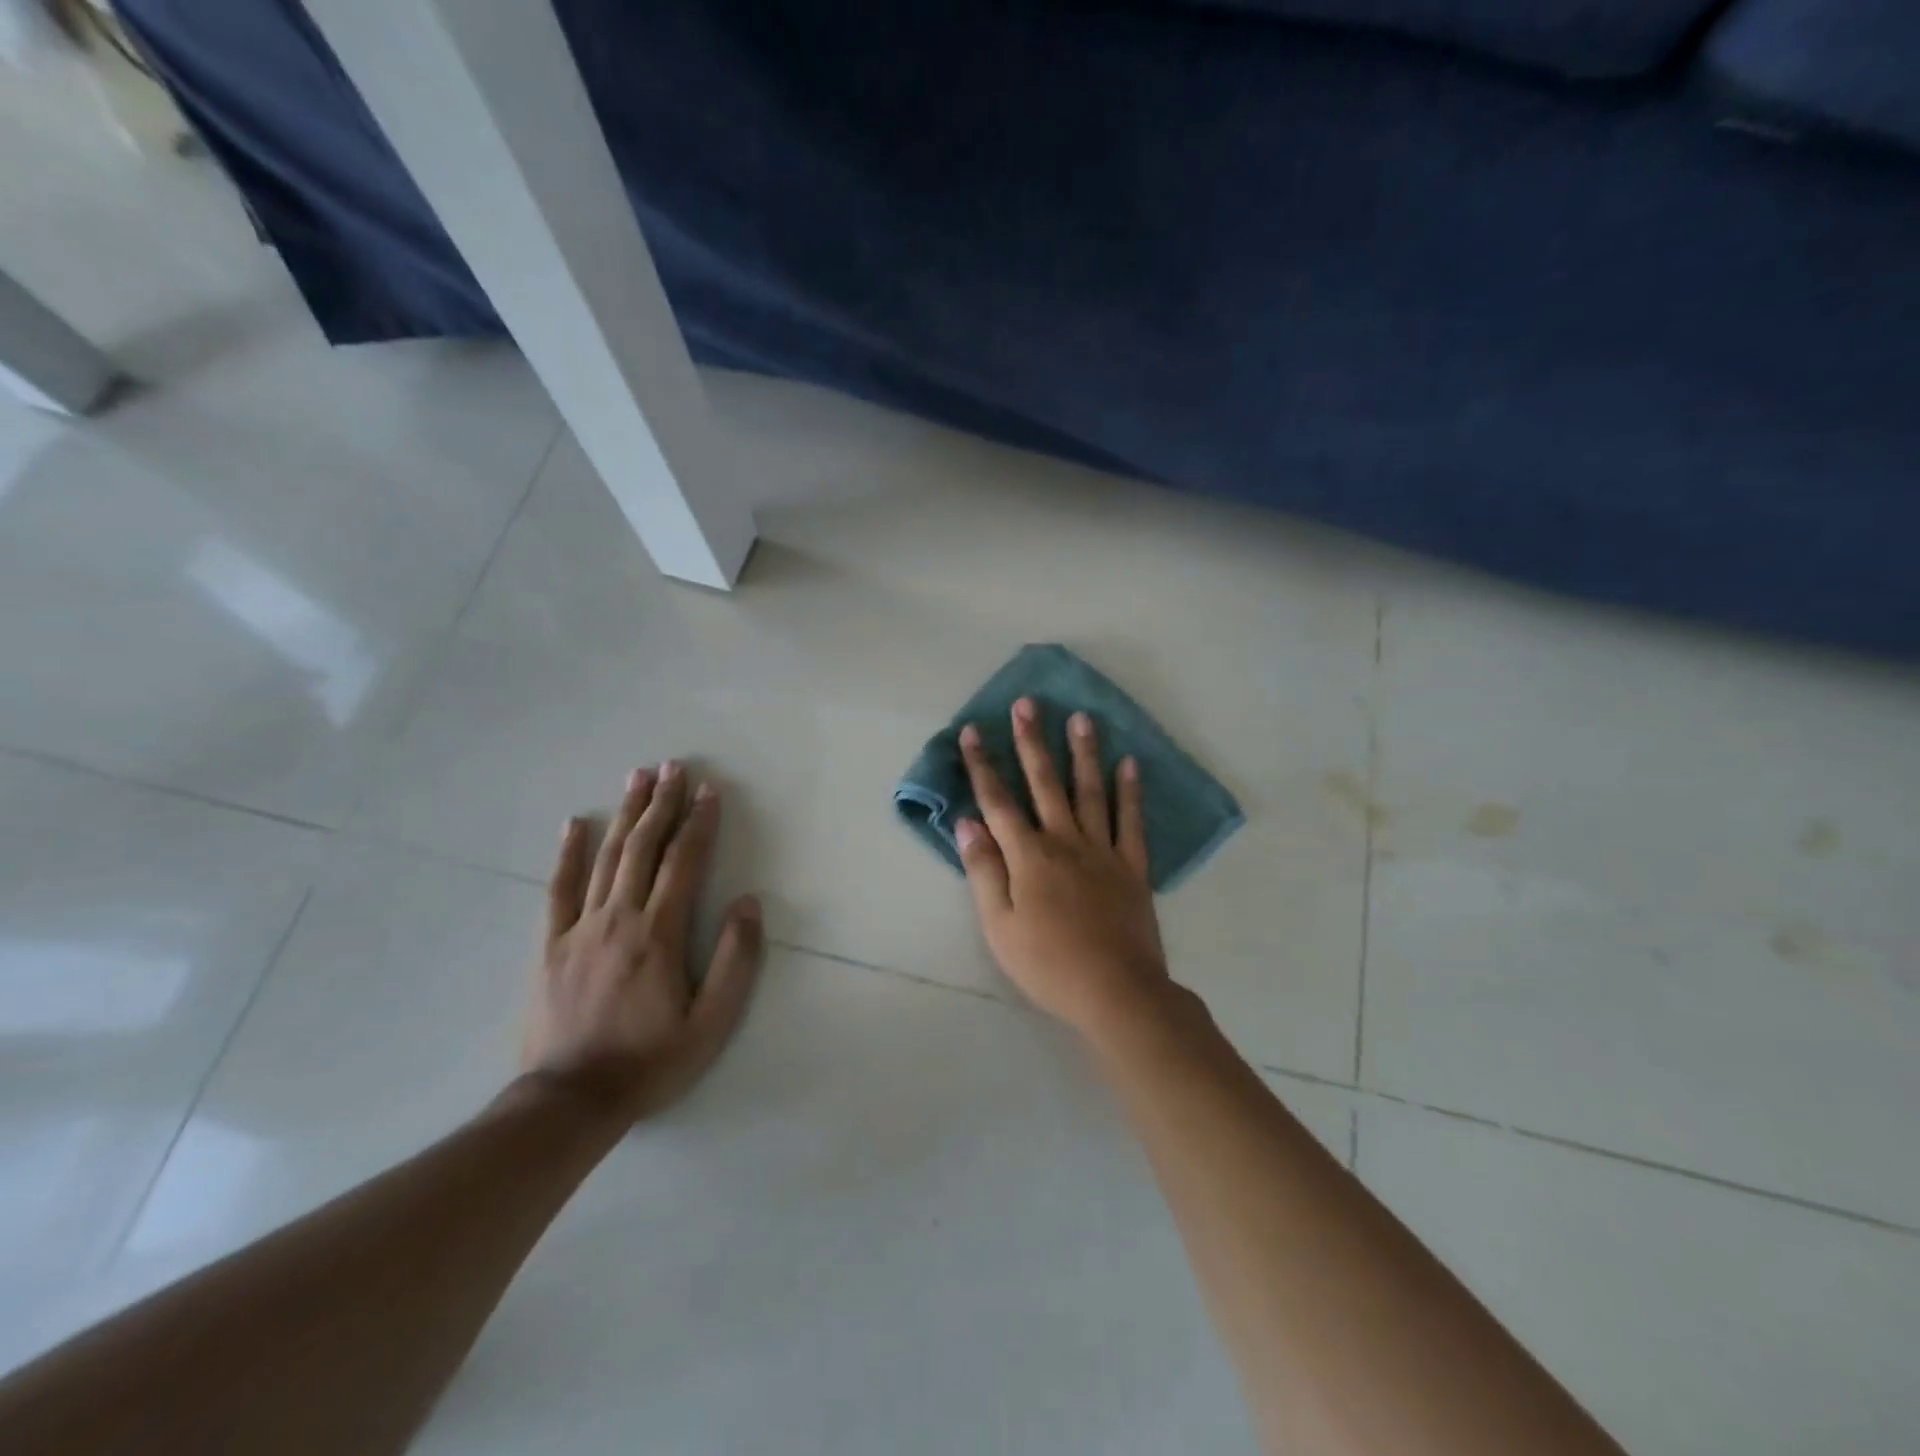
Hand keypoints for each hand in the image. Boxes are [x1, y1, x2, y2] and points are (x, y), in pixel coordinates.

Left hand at [522, 763, 764, 1119]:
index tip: (710, 790)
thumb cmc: (650, 1061)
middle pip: (643, 848)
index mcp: (660, 934)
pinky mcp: (550, 945)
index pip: (685, 863)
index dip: (699, 823)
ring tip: (637, 777)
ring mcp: (580, 929)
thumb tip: (747, 903)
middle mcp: (619, 918)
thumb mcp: (711, 1023)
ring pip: (606, 858)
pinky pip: (559, 890)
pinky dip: (568, 854)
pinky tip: (574, 824)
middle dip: (661, 803)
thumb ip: (735, 961)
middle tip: (673, 766)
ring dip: (624, 815)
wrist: (569, 1102)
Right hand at [955, 698, 1170, 1041]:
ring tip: (1080, 717)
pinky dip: (1130, 791)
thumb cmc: (1047, 963)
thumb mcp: (999, 925)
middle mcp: (1064, 841)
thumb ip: (983, 870)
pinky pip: (1131, 821)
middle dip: (1032, 742)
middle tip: (1027, 704)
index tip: (972, 731)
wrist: (1115, 991)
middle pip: (1044, 783)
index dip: (982, 765)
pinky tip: (1129, 764)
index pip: (998, 801)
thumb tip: (967, 822)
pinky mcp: (1132, 866)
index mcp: (1028, 856)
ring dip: (1083, 752)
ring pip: (1089, 791)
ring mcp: (1102, 850)